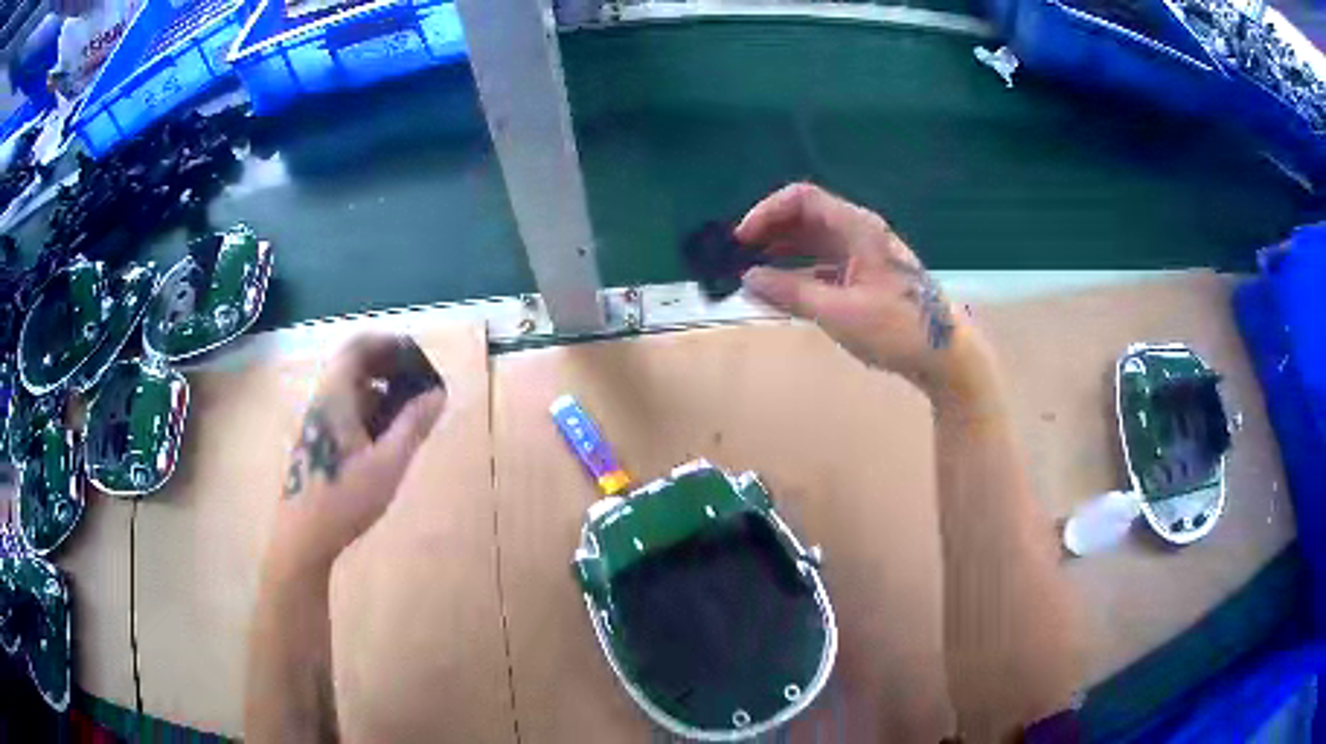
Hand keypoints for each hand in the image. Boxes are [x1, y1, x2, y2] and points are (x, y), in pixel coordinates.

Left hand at [266, 334, 446, 579]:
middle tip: (417, 385)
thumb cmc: (345, 499)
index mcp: (334, 397)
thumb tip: (438, 393)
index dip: (388, 343)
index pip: (357, 346)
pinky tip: (383, 439)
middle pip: (352, 365)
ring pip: (347, 389)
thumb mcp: (388, 464)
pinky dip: (367, 411)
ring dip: (378, 391)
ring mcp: (315, 422)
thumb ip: (413, 425)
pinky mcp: (315, 441)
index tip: (416, 358)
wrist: (303, 537)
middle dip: (387, 368)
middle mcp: (321, 401)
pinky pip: (342, 409)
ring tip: (407, 414)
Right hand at [737, 183, 991, 404]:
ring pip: (816, 240)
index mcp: (859, 228)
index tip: (742, 238)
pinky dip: (801, 270)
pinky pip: (826, 262)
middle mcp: (861, 232)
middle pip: (808, 216)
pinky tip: (784, 288)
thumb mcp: (839, 312)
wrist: (946, 356)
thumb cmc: (897, 330)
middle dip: (771, 230)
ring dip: (784, 250)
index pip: (803, 199)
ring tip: (754, 270)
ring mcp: (866, 254)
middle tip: (741, 255)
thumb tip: (747, 278)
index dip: (767, 212)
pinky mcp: (868, 276)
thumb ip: (790, 293)